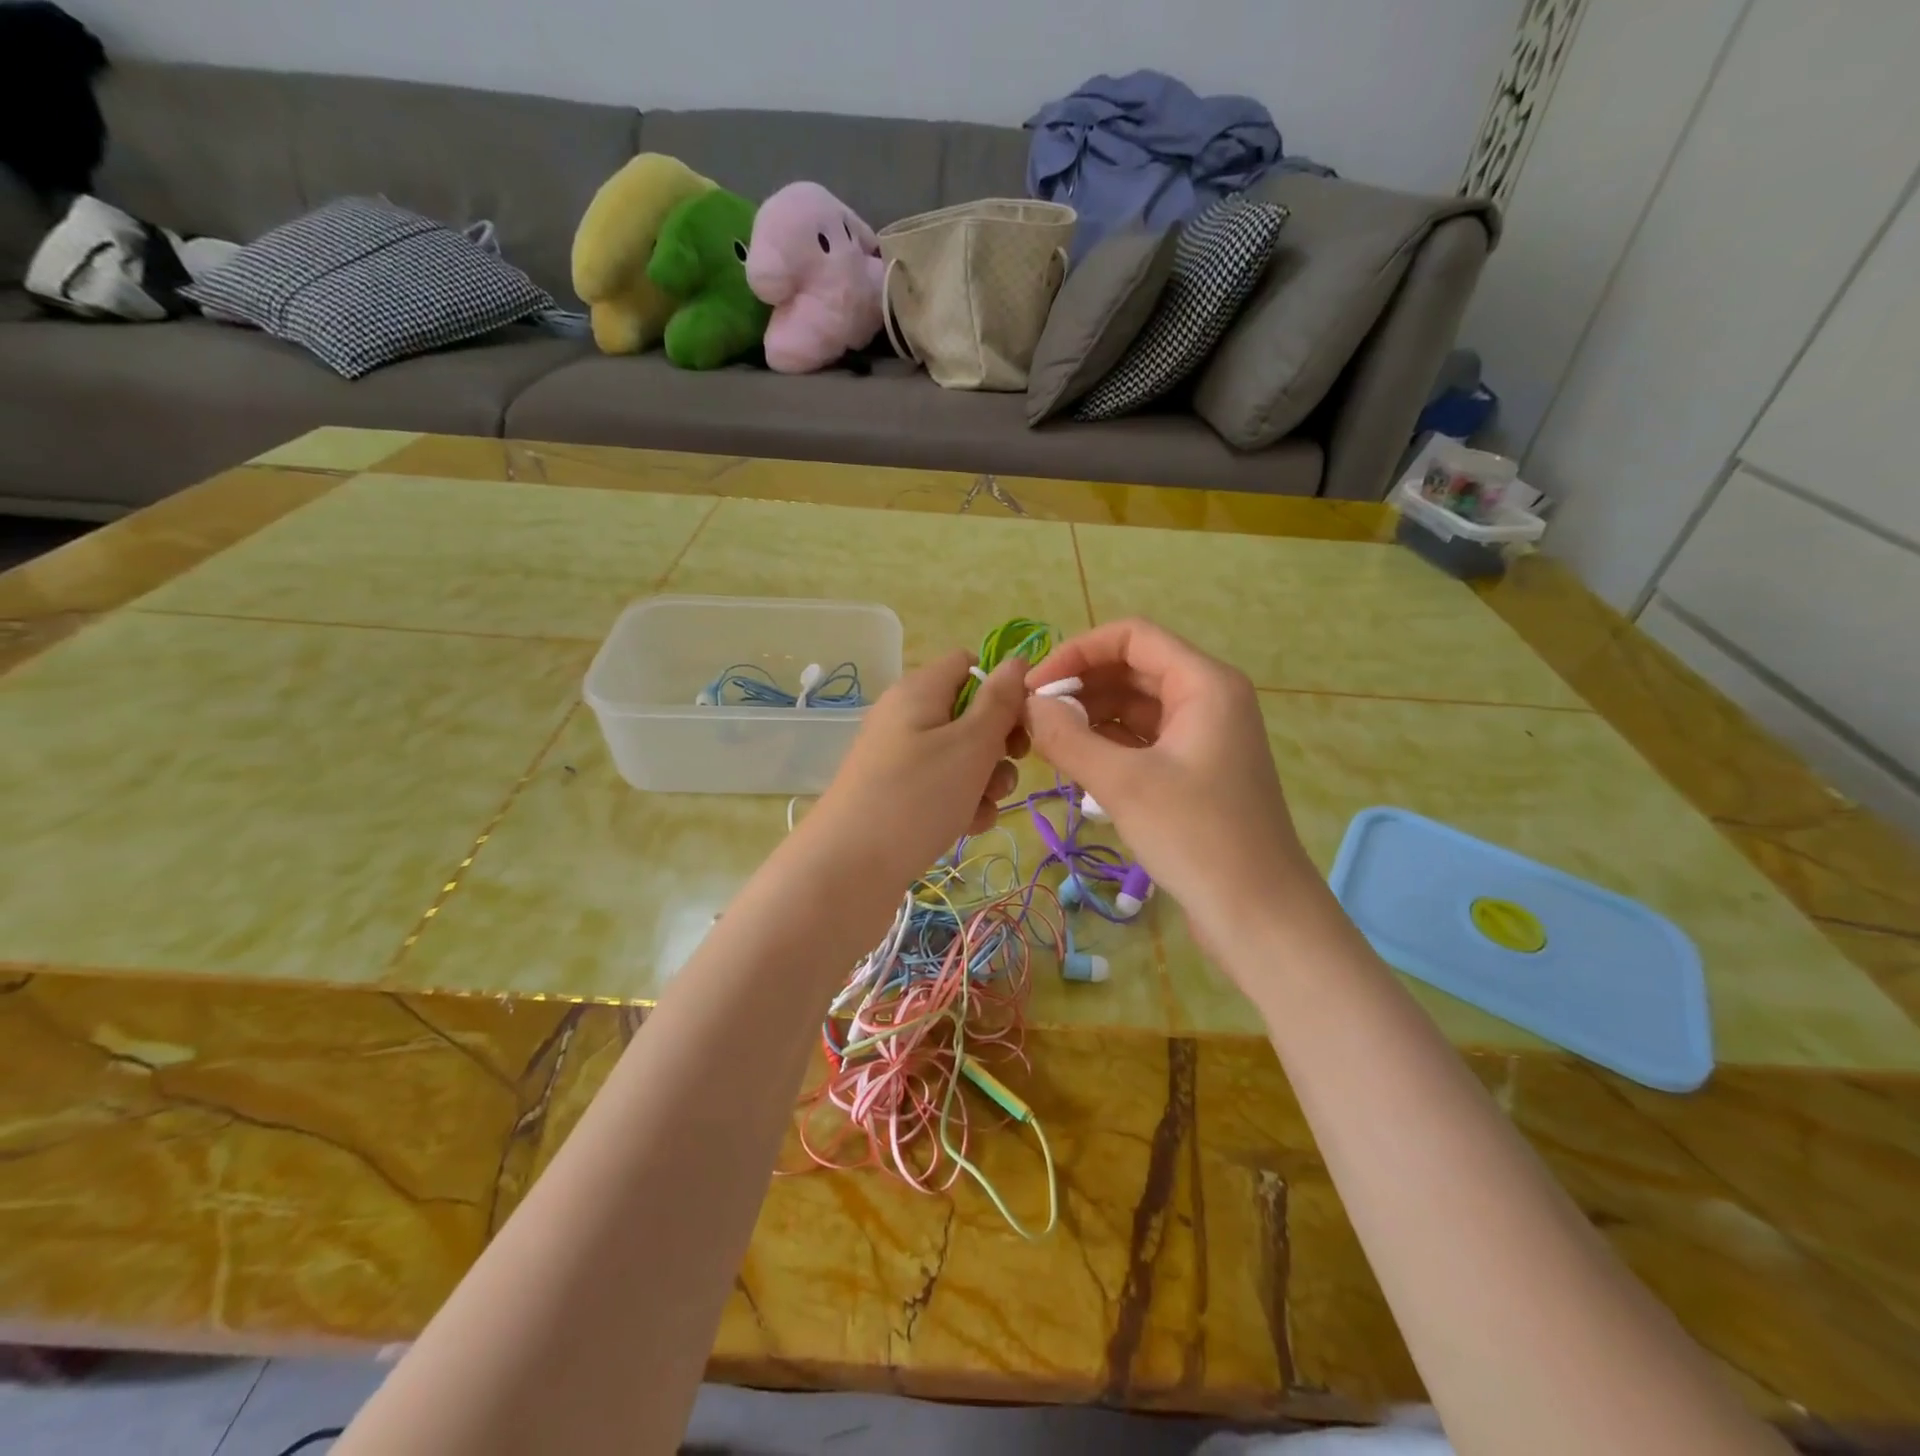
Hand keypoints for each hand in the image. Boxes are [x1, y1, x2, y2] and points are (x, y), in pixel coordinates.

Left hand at [806, 651, 1027, 890]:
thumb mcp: (970, 744)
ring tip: (982, 807)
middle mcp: (908, 717)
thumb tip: (1017, 661)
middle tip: (1009, 766)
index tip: (1022, 721)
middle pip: (970, 714)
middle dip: (998, 744)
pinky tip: (967, 827)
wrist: (849, 869)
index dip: (1001, 688)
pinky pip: (943, 788)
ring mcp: (901, 759)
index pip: (969, 664)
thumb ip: (1000, 701)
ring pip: (962, 757)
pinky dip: (962, 804)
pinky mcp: (899, 795)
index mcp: (920, 690)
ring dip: (985, 781)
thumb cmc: (917, 796)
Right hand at [1025, 619, 1319, 941]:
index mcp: (1204, 683)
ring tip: (1045, 742)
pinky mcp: (1194, 771)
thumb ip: (1068, 737)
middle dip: (1080, 686)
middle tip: (1031, 717)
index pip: (1132, 637)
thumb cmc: (1197, 838)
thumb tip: (1028, 704)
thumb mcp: (1124, 784)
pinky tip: (1074, 764)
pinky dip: (1107, 745)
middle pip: (1132, 670)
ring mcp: (1203, 737)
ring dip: (1090, 716)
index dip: (1078, 651)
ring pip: (1135, 707)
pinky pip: (1143, 740)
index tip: (1035, 686)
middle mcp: (1208, 699)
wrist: (1259, 916)